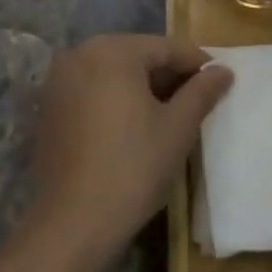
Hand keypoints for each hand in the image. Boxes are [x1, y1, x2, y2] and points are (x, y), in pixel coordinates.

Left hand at [27, 35, 232, 271]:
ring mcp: (58, 82)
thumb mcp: (178, 127)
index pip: (165, 48)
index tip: (221, 81)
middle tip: (198, 100)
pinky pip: (92, 92)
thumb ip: (202, 91)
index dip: (197, 64)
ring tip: (171, 114)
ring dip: (143, 88)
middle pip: (137, 57)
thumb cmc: (134, 167)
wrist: (74, 223)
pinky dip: (116, 100)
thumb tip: (223, 71)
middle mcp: (79, 55)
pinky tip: (135, 126)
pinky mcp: (49, 109)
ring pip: (113, 74)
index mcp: (111, 51)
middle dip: (169, 75)